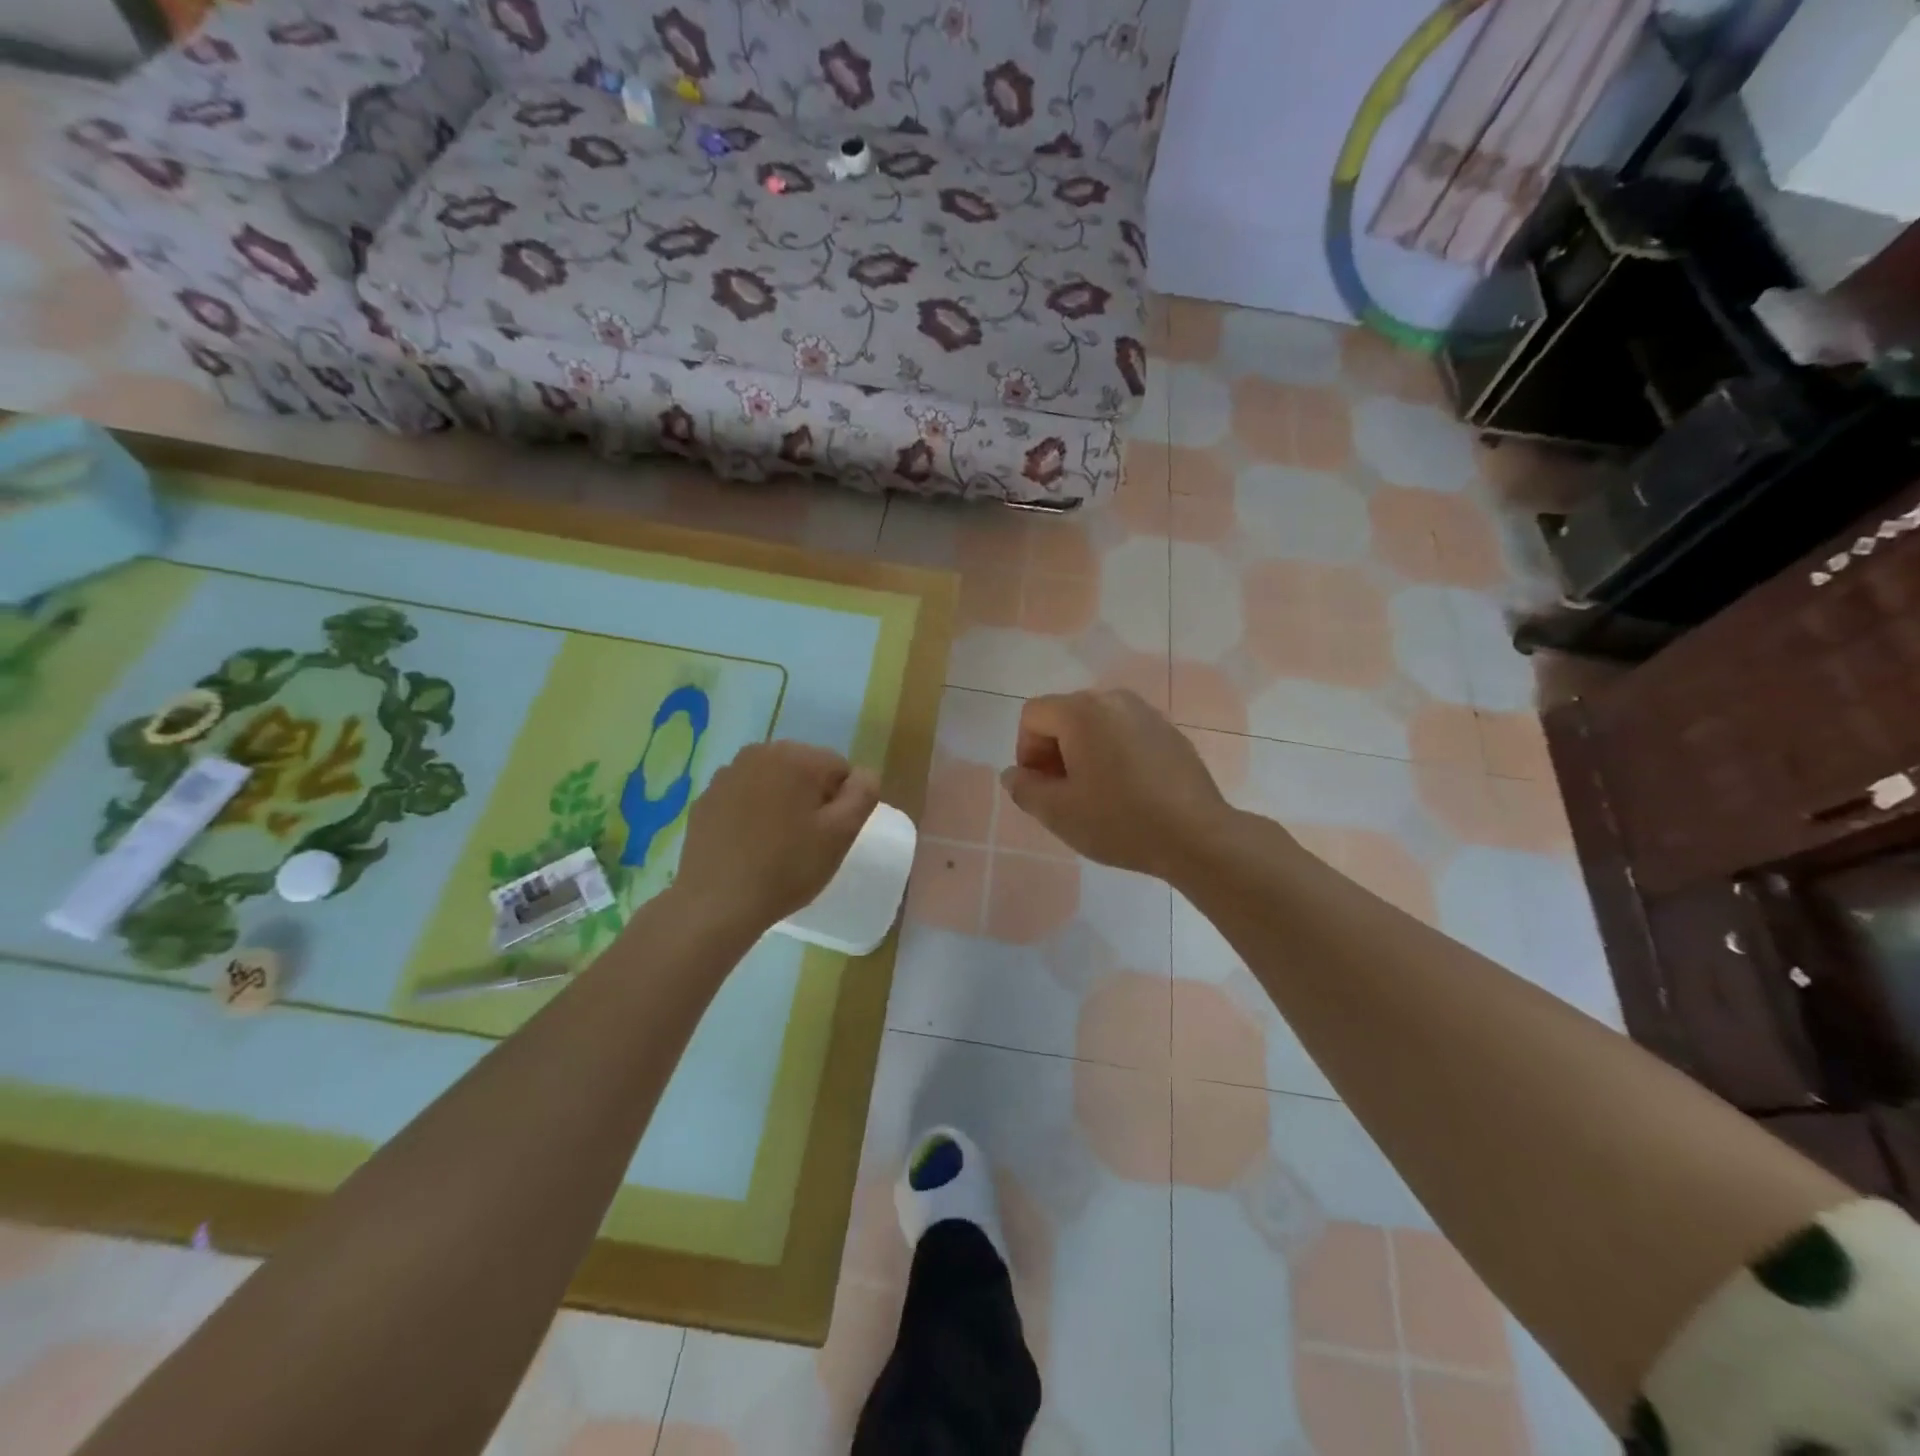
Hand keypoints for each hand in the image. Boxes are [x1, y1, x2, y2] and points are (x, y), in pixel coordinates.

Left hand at [675, 742, 880, 931]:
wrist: (716, 903)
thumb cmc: (787, 867)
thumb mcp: (841, 834)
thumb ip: (863, 794)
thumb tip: (864, 774)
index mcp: (796, 757)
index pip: (839, 769)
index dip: (842, 802)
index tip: (829, 834)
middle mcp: (759, 753)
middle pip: (804, 770)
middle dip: (810, 798)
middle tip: (805, 841)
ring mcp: (726, 775)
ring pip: (772, 783)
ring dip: (781, 804)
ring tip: (775, 845)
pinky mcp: (706, 799)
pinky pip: (743, 798)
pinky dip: (751, 813)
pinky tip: (749, 846)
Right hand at [1000, 689, 1233, 880]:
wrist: (1197, 836)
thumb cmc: (1119, 821)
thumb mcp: (1057, 813)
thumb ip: (1024, 789)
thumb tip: (1015, 774)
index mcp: (1082, 712)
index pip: (1033, 715)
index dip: (1026, 751)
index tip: (1042, 787)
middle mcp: (1113, 699)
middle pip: (1064, 715)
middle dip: (1054, 751)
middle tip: (1065, 793)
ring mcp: (1146, 713)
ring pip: (1096, 724)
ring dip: (1084, 752)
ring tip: (1096, 793)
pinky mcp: (1169, 732)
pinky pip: (1125, 733)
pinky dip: (1114, 753)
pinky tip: (1127, 791)